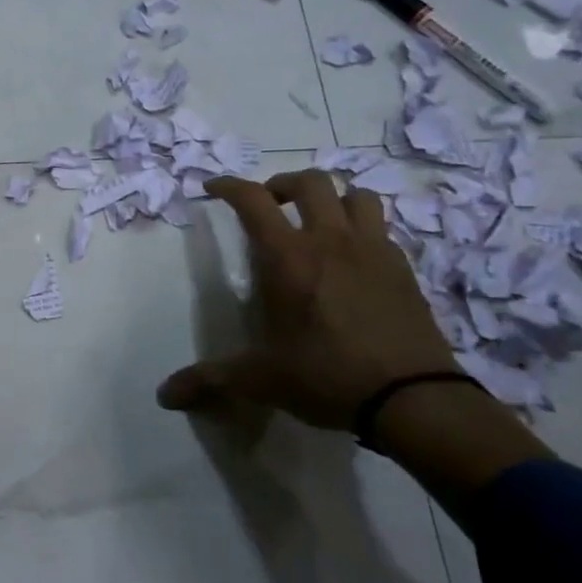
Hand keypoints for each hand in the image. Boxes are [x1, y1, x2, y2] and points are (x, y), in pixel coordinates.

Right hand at [157, 170, 457, 429]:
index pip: (253, 200)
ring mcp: (373, 252)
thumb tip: (166, 396)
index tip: (213, 187)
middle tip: (270, 203)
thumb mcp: (260, 379)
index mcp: (289, 258)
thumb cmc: (327, 376)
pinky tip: (354, 256)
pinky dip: (363, 229)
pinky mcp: (404, 270)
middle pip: (311, 182)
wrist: (415, 400)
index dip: (229, 185)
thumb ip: (210, 379)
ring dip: (334, 198)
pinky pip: (382, 229)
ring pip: (358, 195)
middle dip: (284, 184)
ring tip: (319, 219)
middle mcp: (331, 242)